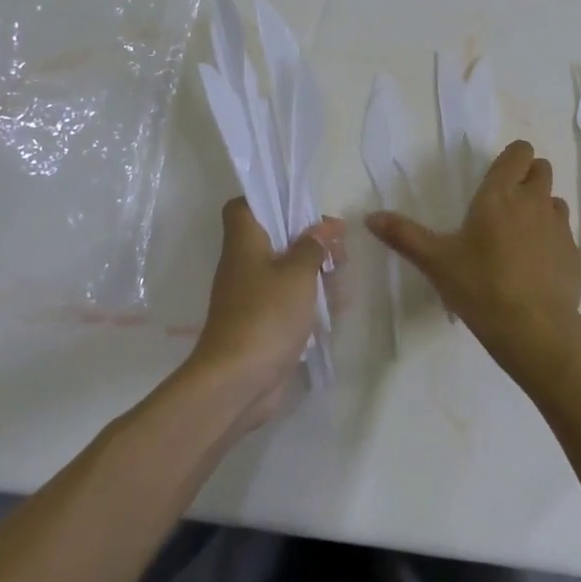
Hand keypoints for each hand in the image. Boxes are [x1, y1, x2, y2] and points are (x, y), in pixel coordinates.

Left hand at [188, 199, 345, 431]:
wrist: (237, 382)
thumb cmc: (266, 315)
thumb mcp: (298, 274)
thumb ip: (312, 247)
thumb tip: (322, 229)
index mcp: (244, 243)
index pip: (242, 206)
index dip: (268, 199)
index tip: (301, 206)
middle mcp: (242, 265)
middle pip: (272, 238)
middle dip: (306, 238)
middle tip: (337, 245)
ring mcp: (250, 297)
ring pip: (283, 271)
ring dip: (312, 270)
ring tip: (343, 275)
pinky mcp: (260, 324)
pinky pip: (286, 301)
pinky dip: (308, 300)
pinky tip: (335, 305)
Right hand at [367, 140, 580, 390]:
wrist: (535, 331)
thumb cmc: (481, 288)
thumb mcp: (436, 262)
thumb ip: (404, 236)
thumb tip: (370, 217)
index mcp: (500, 194)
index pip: (519, 152)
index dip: (511, 159)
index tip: (496, 178)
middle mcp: (534, 201)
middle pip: (541, 169)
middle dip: (527, 177)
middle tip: (505, 204)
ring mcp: (559, 227)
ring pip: (554, 200)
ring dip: (541, 208)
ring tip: (520, 236)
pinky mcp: (575, 253)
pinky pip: (565, 233)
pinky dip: (552, 240)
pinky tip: (536, 266)